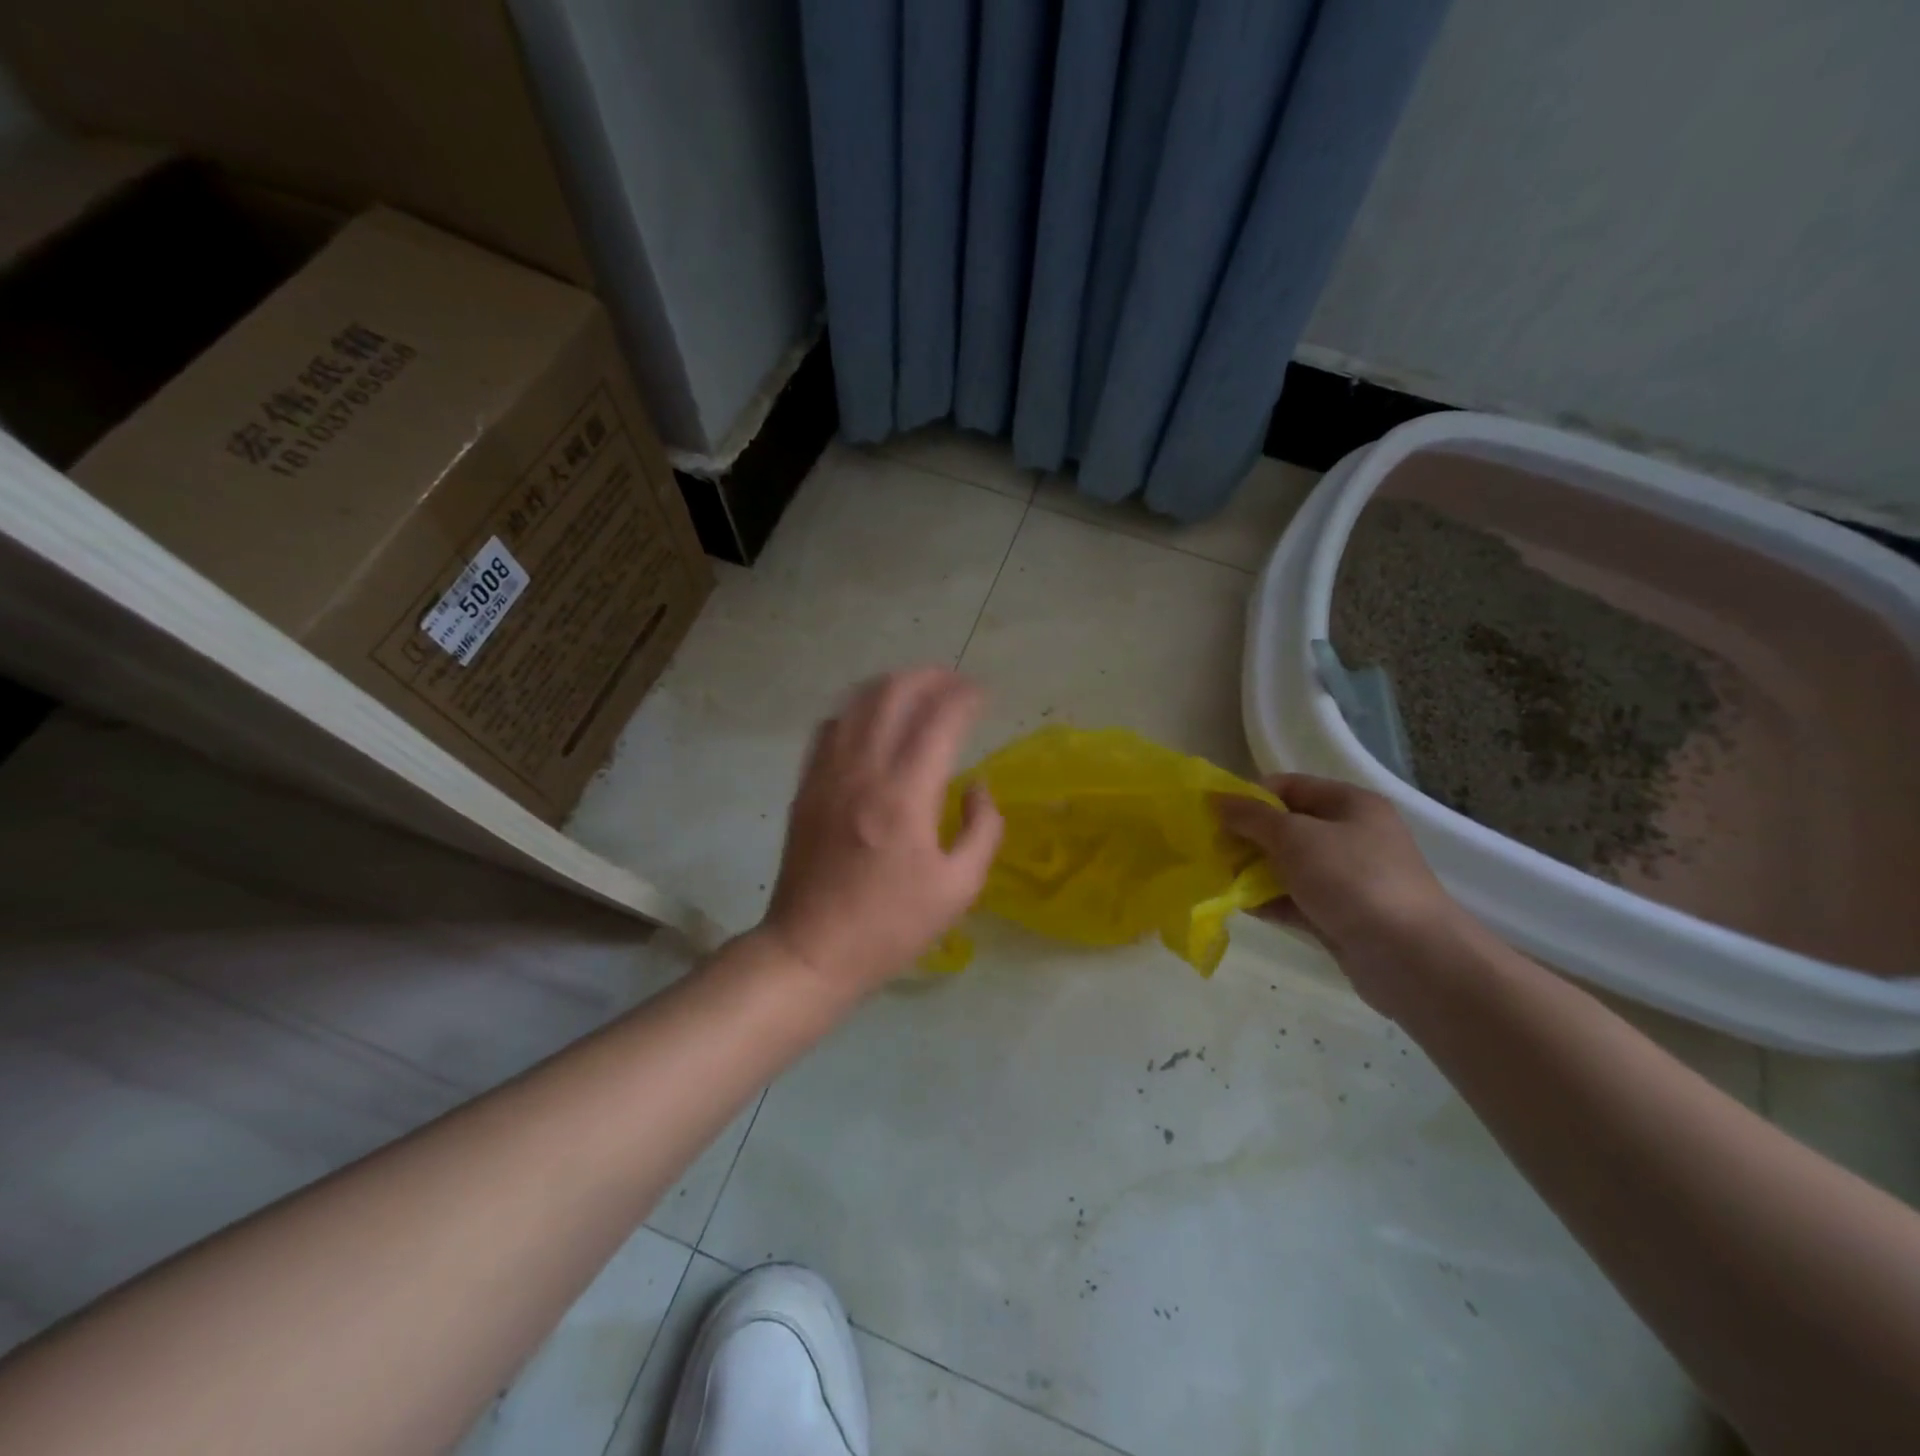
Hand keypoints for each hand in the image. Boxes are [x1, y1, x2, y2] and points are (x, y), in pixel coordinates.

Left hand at [759, 668, 1002, 998]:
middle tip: (953, 681)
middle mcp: (863, 772)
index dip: (965, 697)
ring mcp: (827, 775)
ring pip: (857, 703)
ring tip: (917, 689)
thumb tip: (977, 787)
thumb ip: (982, 830)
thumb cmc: (891, 926)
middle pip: (893, 695)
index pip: (939, 721)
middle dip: (928, 677)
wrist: (812, 950)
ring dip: (891, 685)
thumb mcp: (958, 889)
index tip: (983, 693)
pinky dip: (856, 710)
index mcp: (905, 797)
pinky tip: (871, 719)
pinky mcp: (805, 786)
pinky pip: (829, 728)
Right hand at [1216, 774, 1470, 1017]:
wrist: (1411, 957)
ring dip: (1253, 870)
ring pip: (1288, 865)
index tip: (1215, 814)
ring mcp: (1347, 878)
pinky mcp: (1340, 915)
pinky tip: (1237, 905)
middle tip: (1211, 849)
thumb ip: (1251, 817)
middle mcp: (1351, 836)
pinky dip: (1267, 900)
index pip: (1289, 786)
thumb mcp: (1294, 837)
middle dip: (1247, 836)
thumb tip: (1216, 799)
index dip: (1250, 795)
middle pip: (1286, 826)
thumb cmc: (1353, 879)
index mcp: (1350, 804)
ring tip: (1217, 878)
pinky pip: (1294, 899)